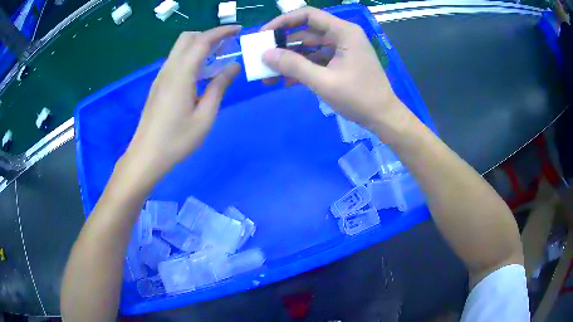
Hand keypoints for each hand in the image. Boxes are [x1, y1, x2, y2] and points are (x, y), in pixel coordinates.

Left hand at [126, 26, 240, 177]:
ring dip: (199, 46)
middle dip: (208, 35)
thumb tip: (233, 66)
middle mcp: (168, 69)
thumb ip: (219, 87)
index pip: (202, 41)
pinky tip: (200, 74)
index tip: (238, 29)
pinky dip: (190, 58)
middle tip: (226, 46)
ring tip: (216, 59)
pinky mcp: (158, 85)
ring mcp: (161, 76)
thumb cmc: (177, 139)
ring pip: (180, 48)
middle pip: (187, 38)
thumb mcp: (205, 116)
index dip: (221, 32)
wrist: (146, 155)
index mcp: (181, 74)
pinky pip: (175, 61)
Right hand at [261, 8, 408, 132]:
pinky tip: (285, 81)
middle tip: (262, 57)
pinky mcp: (339, 63)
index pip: (308, 15)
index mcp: (343, 32)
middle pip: (306, 32)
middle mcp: (342, 36)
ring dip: (290, 60)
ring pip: (308, 48)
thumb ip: (294, 66)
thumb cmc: (359, 97)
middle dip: (283, 45)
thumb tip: (265, 54)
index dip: (283, 21)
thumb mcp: (323, 81)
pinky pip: (316, 60)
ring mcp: (341, 50)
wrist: (382, 117)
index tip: (265, 34)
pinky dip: (301, 68)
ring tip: (269, 75)